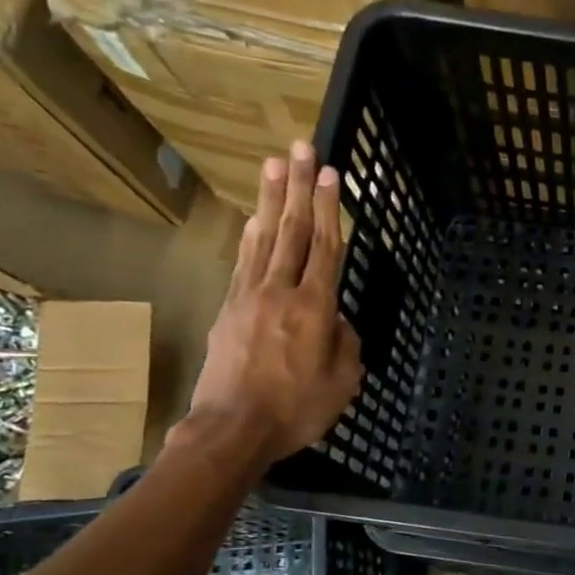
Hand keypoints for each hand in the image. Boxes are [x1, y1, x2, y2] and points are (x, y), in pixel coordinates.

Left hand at [178, 142, 362, 467]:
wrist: (232, 428)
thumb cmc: (297, 410)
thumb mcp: (343, 383)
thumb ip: (346, 344)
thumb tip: (337, 322)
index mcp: (315, 309)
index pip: (326, 248)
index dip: (329, 208)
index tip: (330, 173)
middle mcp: (281, 292)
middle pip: (292, 231)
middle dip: (298, 187)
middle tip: (300, 147)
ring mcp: (249, 297)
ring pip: (264, 238)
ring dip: (271, 200)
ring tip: (273, 164)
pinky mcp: (228, 309)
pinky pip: (244, 263)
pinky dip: (251, 236)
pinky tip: (254, 219)